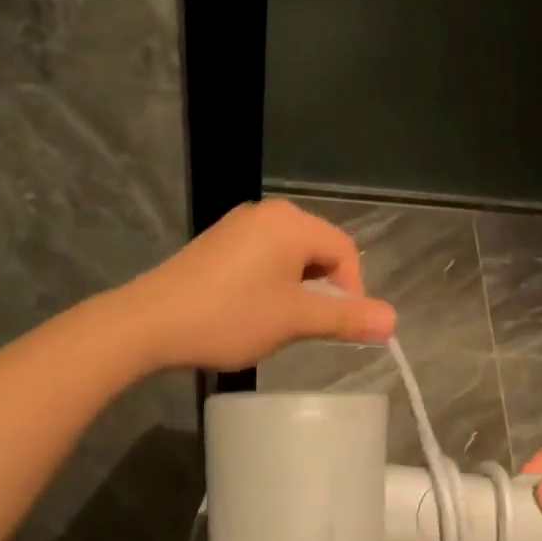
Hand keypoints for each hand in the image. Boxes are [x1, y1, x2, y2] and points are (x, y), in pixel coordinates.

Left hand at [124, 199, 396, 371]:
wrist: (148, 323)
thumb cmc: (230, 317)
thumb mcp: (295, 320)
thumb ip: (346, 317)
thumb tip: (393, 320)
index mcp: (292, 222)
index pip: (345, 251)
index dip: (352, 291)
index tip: (337, 327)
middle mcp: (268, 213)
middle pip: (319, 250)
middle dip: (322, 289)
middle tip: (306, 327)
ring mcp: (239, 225)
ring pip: (291, 256)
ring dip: (297, 289)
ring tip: (278, 322)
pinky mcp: (218, 242)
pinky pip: (264, 257)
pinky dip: (271, 283)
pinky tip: (252, 310)